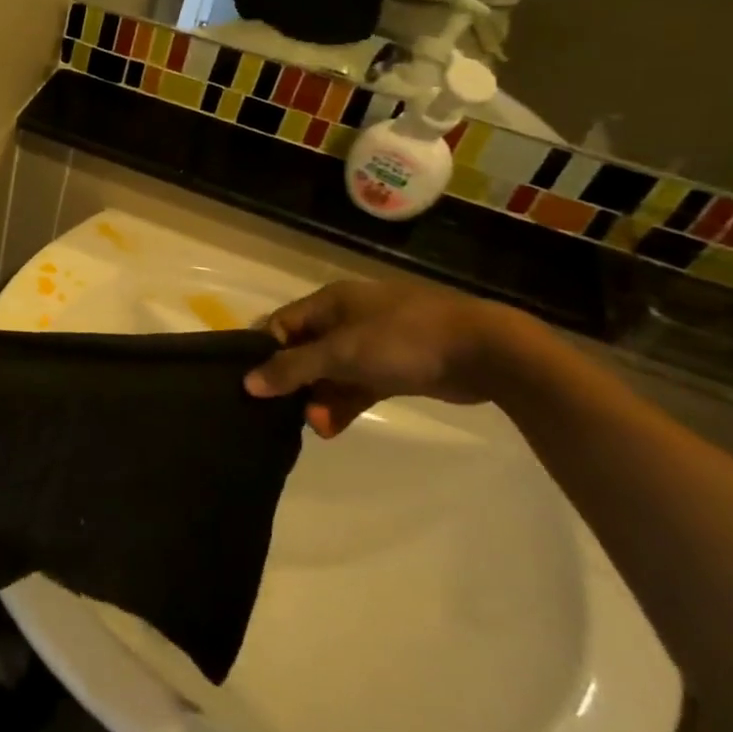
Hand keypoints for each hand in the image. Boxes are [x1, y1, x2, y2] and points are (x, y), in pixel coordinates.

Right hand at [243, 280, 522, 437]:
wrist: (484, 351)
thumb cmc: (402, 339)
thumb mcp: (341, 353)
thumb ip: (293, 369)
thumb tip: (247, 383)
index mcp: (330, 302)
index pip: (282, 324)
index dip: (266, 352)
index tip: (256, 384)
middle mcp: (347, 318)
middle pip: (306, 350)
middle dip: (295, 382)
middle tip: (286, 413)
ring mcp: (374, 343)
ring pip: (332, 372)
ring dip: (320, 398)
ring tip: (317, 427)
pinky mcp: (396, 367)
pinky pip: (358, 384)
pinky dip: (345, 403)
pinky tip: (333, 428)